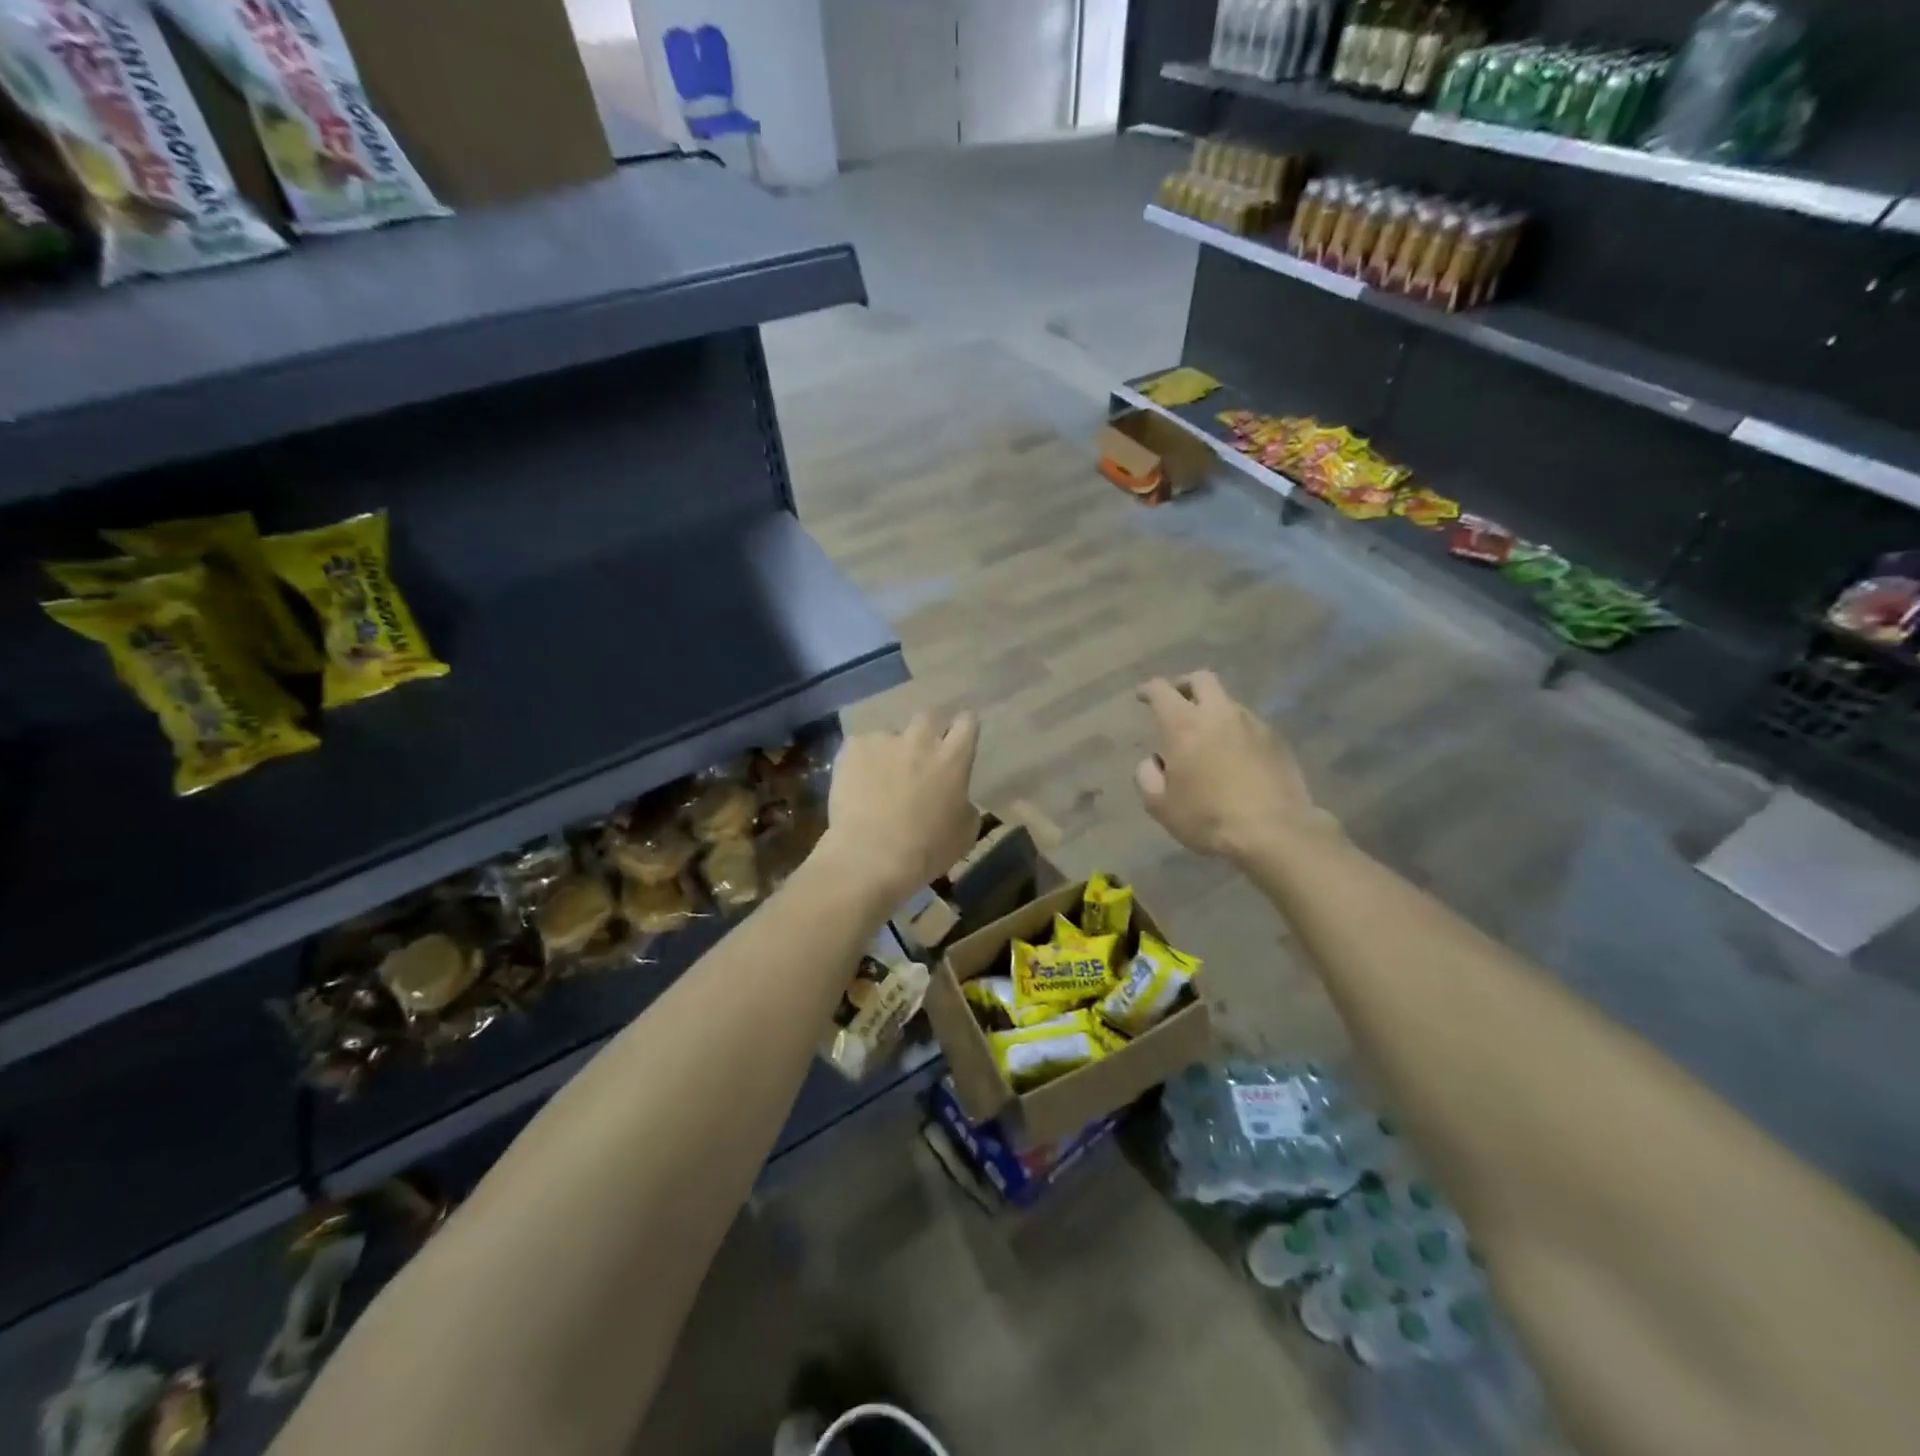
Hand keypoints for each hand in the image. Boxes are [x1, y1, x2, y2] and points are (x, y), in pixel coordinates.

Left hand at [820, 712, 980, 905]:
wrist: (870, 856)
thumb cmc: (926, 850)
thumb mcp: (965, 833)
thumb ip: (964, 804)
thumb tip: (958, 798)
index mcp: (953, 758)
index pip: (967, 722)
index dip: (963, 729)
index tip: (958, 740)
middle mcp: (920, 739)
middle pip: (928, 717)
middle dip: (926, 732)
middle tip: (919, 757)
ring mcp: (884, 740)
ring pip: (890, 735)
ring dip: (890, 750)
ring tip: (880, 777)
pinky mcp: (852, 748)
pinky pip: (860, 747)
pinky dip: (861, 761)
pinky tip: (856, 783)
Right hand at [1135, 671, 1334, 862]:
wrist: (1275, 832)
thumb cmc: (1208, 817)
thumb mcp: (1160, 805)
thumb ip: (1147, 776)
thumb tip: (1155, 761)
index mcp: (1184, 725)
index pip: (1162, 690)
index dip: (1149, 689)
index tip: (1143, 695)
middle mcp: (1219, 714)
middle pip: (1201, 680)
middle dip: (1184, 685)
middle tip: (1176, 701)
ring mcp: (1253, 724)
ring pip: (1228, 702)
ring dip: (1212, 710)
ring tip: (1206, 736)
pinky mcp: (1277, 741)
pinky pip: (1249, 725)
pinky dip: (1235, 731)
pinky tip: (1233, 756)